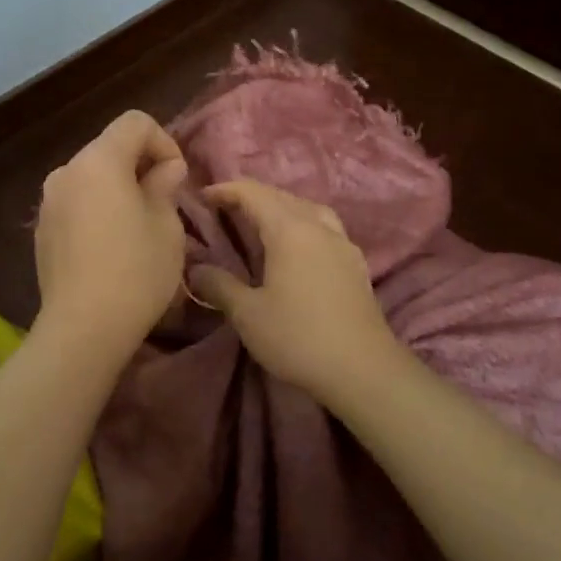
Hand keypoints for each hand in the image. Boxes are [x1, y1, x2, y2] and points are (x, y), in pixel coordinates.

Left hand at [33, 110, 188, 351]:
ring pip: (92, 176)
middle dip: (141, 165)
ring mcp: (49, 201)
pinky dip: (97, 209)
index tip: (176, 179)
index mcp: (99, 161)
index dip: (164, 142)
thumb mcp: (167, 226)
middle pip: (110, 148)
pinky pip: (76, 202)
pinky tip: (110, 246)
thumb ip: (165, 186)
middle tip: (164, 202)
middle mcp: (67, 171)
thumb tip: (164, 170)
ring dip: (118, 188)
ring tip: (138, 226)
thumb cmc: (136, 271)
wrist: (83, 328)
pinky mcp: (42, 229)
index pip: (135, 122)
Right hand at [188, 179, 404, 405]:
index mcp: (289, 230)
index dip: (226, 190)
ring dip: (281, 206)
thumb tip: (196, 270)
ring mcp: (342, 243)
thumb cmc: (299, 337)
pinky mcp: (356, 263)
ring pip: (308, 208)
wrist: (364, 370)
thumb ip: (219, 285)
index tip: (202, 197)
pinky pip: (325, 227)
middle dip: (251, 196)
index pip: (253, 193)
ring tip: (262, 222)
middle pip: (282, 196)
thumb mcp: (248, 314)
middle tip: (224, 208)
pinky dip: (303, 224)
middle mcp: (318, 227)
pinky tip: (297, 247)